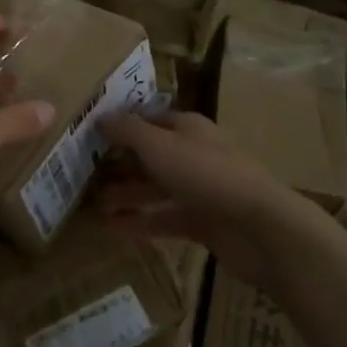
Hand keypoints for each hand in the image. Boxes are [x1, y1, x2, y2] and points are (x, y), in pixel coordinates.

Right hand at [96, 111, 315, 290]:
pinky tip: (114, 229)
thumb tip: (101, 117)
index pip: (148, 120)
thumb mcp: (158, 145)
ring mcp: (200, 190)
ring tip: (94, 205)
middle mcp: (193, 154)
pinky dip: (142, 222)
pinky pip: (166, 219)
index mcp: (186, 128)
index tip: (90, 136)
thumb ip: (127, 131)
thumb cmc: (206, 174)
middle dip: (120, 164)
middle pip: (150, 155)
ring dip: (126, 195)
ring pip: (156, 189)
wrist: (262, 228)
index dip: (121, 126)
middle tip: (85, 175)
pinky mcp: (204, 223)